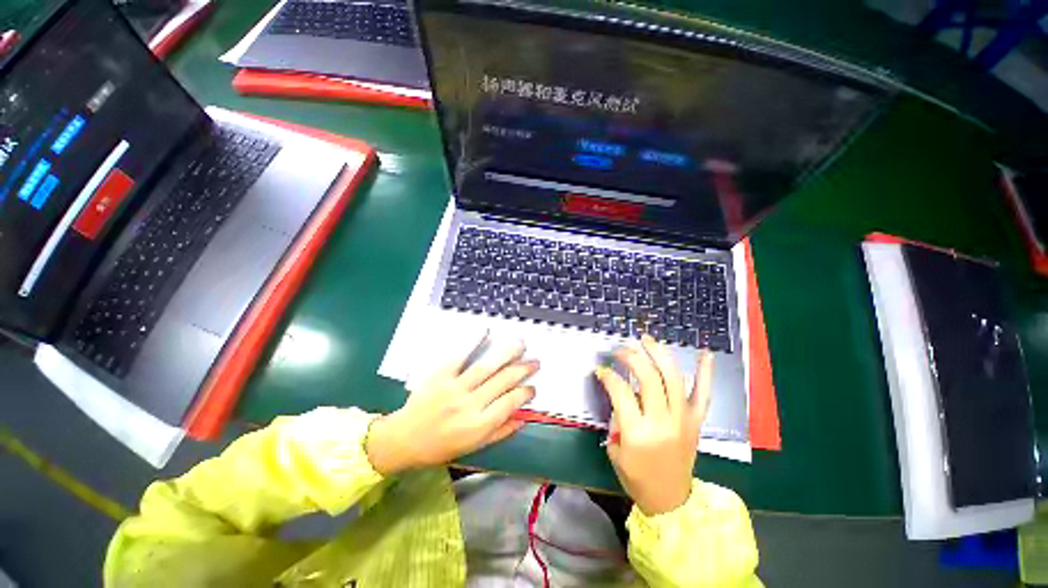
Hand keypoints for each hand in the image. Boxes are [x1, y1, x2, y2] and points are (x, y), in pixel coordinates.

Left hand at [366, 335, 537, 475]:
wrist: (403, 439)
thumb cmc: (440, 447)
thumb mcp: (473, 447)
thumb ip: (500, 432)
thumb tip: (524, 417)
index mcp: (478, 426)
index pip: (509, 404)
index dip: (525, 393)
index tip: (533, 387)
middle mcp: (469, 405)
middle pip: (502, 382)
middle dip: (522, 370)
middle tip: (535, 361)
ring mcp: (454, 388)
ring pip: (486, 367)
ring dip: (506, 353)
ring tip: (520, 344)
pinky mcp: (440, 375)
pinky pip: (459, 356)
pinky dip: (473, 342)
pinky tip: (485, 331)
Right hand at [595, 334, 713, 515]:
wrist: (671, 500)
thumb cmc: (637, 477)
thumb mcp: (615, 449)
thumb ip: (616, 418)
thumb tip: (619, 393)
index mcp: (638, 433)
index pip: (620, 391)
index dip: (608, 375)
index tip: (600, 369)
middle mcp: (662, 421)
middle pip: (647, 377)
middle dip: (631, 357)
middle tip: (620, 350)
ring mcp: (683, 419)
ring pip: (673, 377)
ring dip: (659, 354)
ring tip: (646, 340)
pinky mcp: (696, 421)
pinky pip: (702, 394)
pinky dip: (705, 373)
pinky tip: (705, 354)